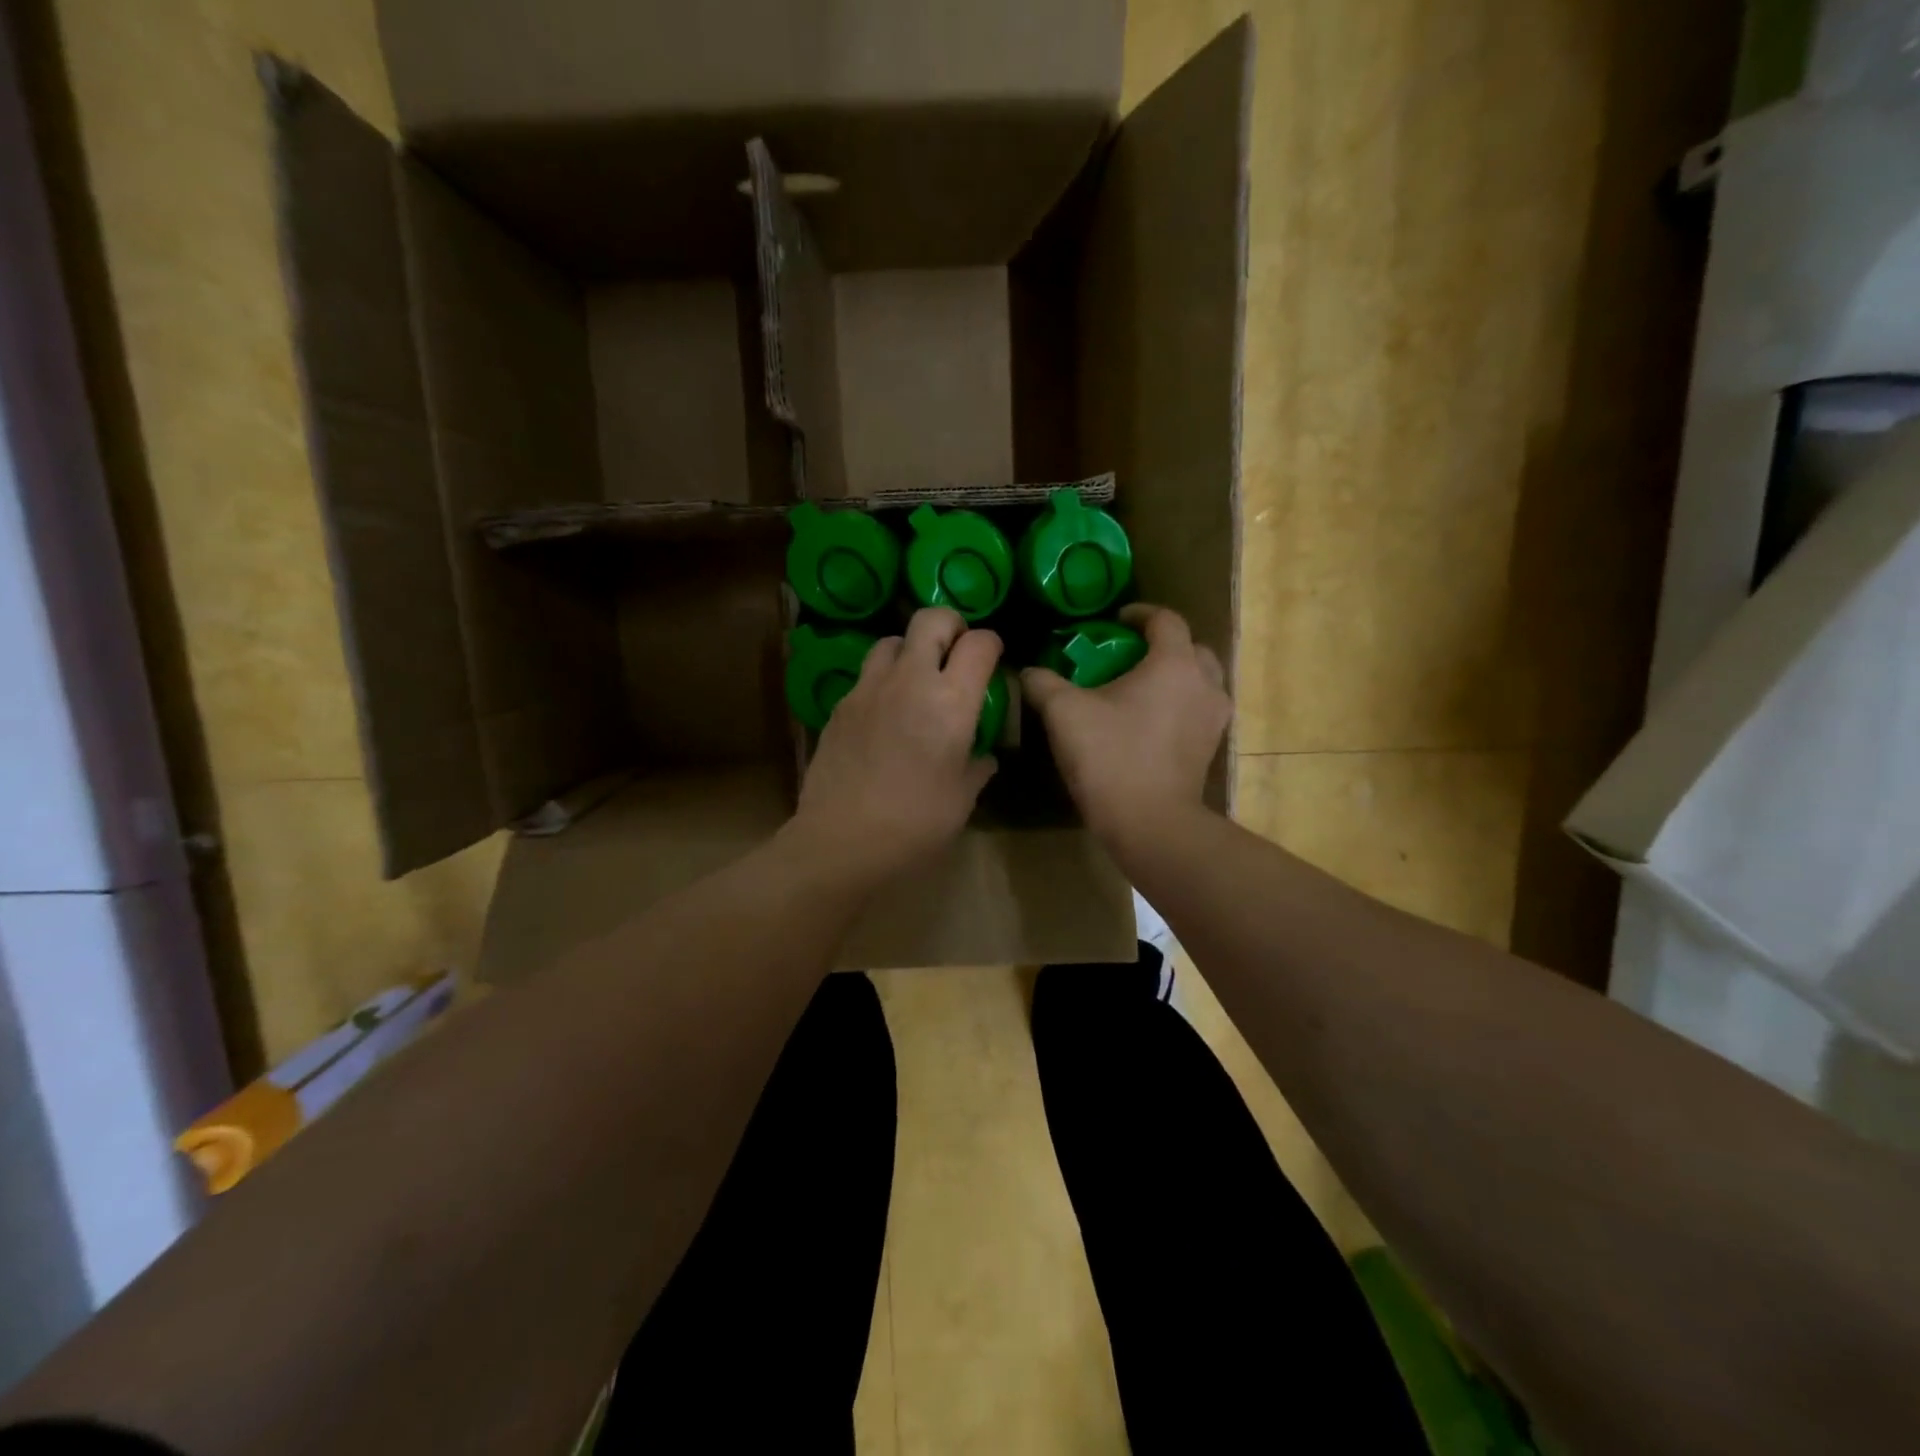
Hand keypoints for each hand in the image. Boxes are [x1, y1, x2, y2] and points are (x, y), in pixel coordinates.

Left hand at [791, 608, 1000, 882]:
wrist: (841, 842)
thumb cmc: (915, 825)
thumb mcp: (961, 799)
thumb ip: (977, 766)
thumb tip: (983, 756)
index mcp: (951, 702)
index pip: (980, 643)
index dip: (992, 643)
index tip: (993, 660)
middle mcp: (910, 681)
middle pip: (931, 619)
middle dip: (950, 625)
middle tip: (956, 651)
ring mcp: (868, 689)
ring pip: (891, 640)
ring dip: (911, 649)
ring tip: (917, 679)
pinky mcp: (840, 705)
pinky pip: (866, 675)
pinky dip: (883, 681)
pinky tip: (885, 714)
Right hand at [1022, 604, 1229, 847]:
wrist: (1149, 823)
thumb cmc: (1110, 757)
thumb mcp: (1064, 714)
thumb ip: (1044, 683)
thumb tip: (1028, 671)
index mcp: (1174, 664)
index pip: (1166, 620)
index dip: (1139, 614)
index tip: (1114, 621)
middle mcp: (1204, 684)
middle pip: (1191, 648)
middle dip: (1162, 645)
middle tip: (1128, 656)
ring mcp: (1213, 719)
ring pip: (1200, 681)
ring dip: (1175, 676)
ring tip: (1139, 688)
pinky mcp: (1210, 748)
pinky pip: (1198, 710)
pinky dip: (1179, 705)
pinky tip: (1148, 722)